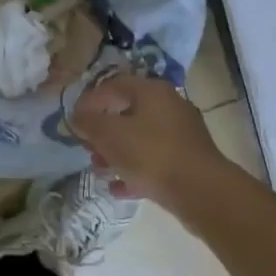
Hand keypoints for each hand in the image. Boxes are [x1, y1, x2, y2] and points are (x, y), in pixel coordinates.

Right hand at [70, 73, 229, 206]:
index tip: (74, 120)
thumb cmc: (151, 154)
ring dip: (116, 153)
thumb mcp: (111, 136)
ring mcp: (181, 133)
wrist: (200, 191)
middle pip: (127, 112)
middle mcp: (169, 105)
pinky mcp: (187, 159)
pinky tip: (119, 188)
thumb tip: (78, 116)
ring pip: (140, 138)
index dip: (90, 100)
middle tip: (87, 147)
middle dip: (103, 131)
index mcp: (152, 91)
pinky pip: (154, 160)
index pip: (114, 85)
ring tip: (100, 170)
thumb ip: (89, 123)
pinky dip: (135, 170)